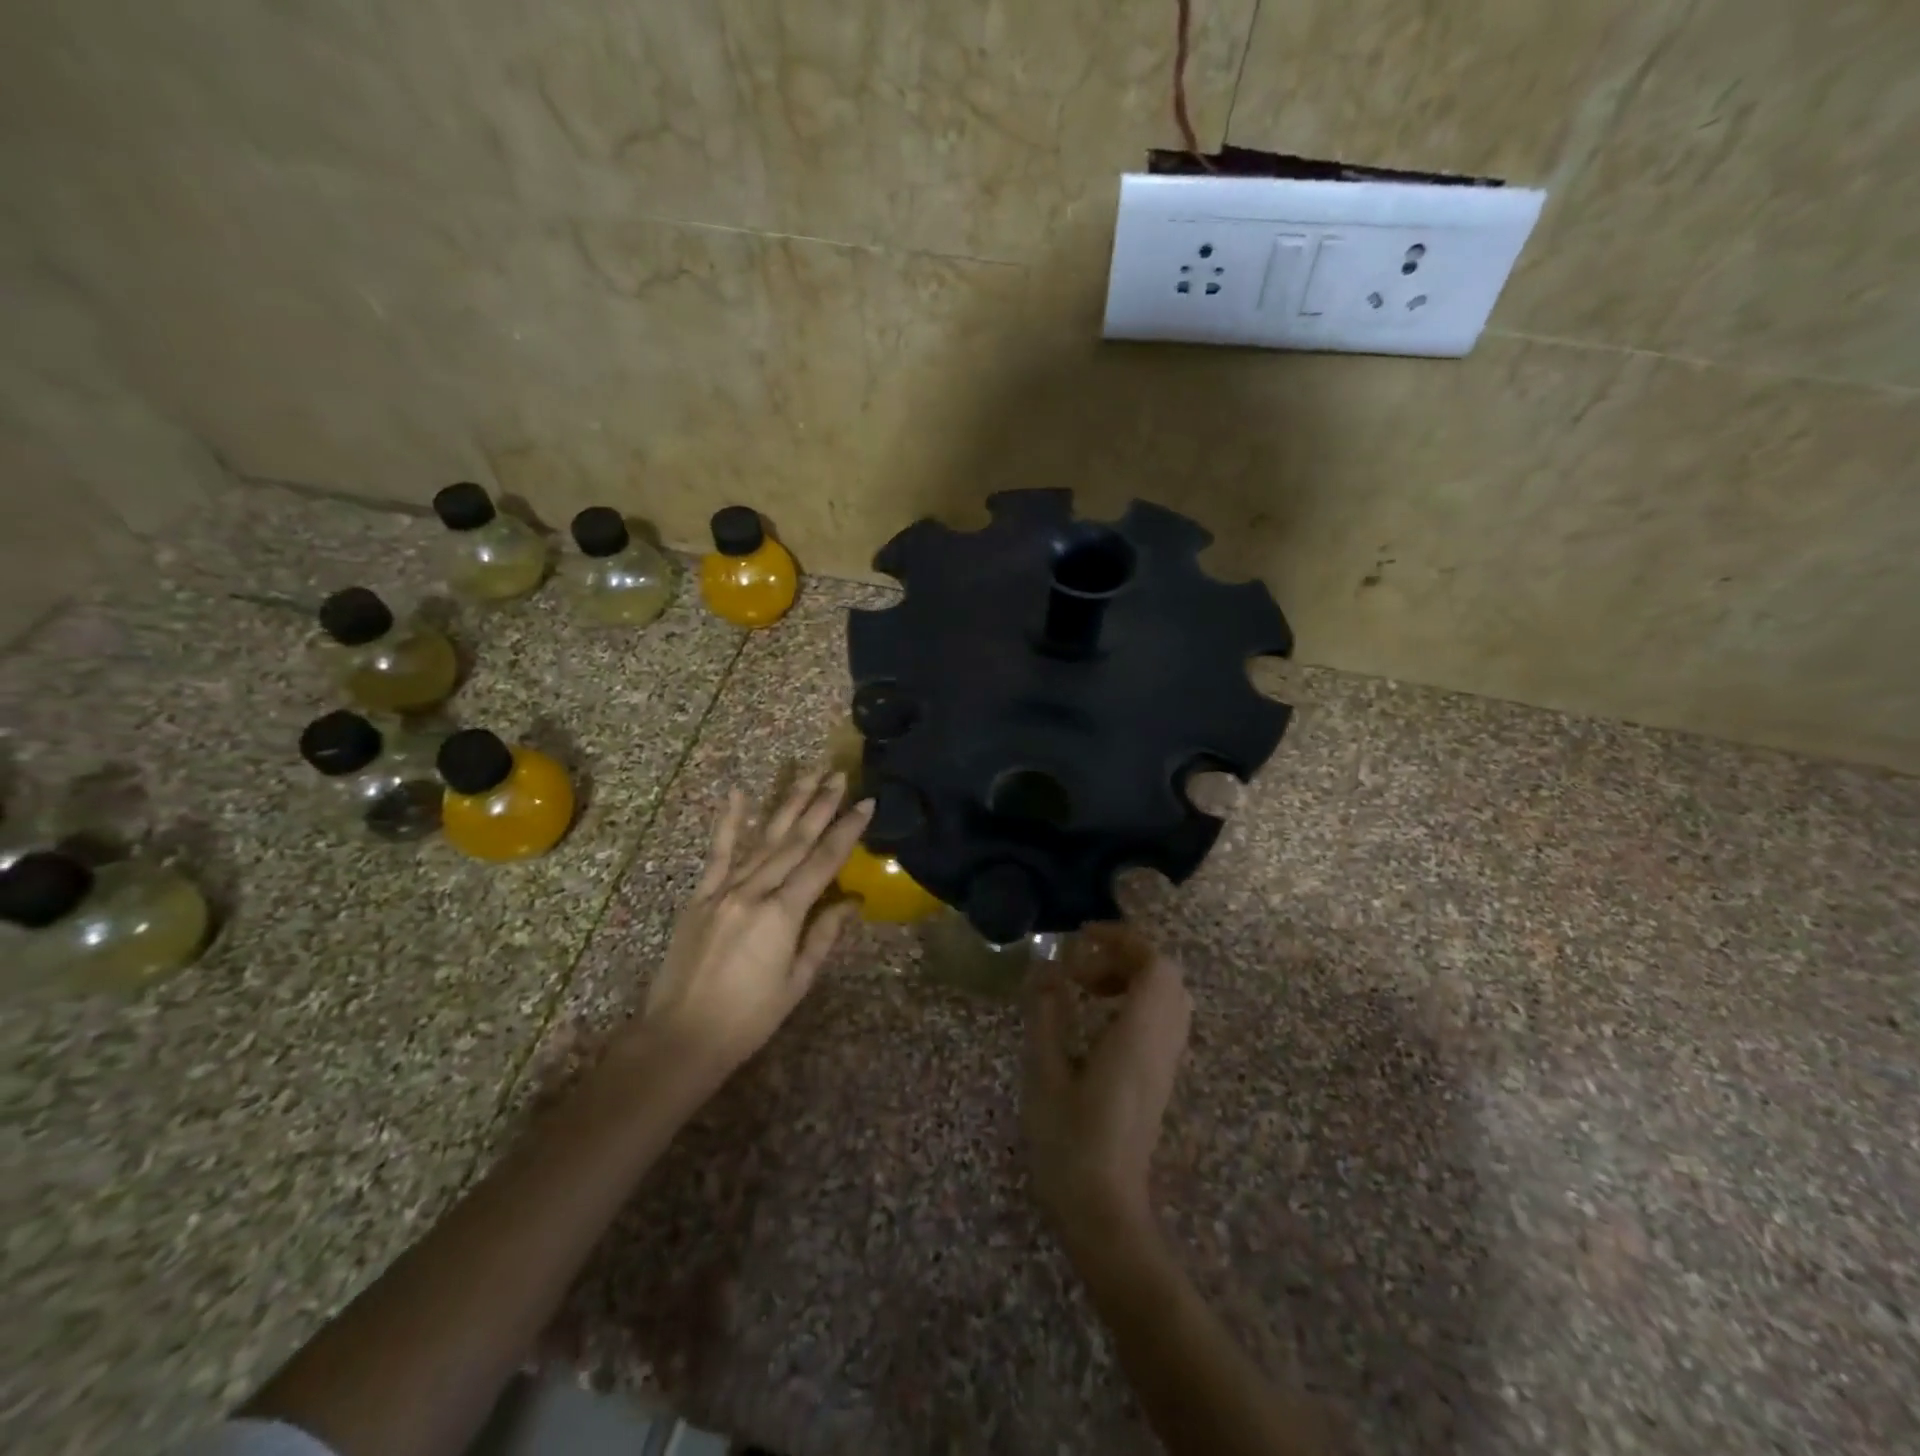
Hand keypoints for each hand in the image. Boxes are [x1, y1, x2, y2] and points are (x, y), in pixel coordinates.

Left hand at [639, 769, 871, 1071]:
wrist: (680, 1037)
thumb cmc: (748, 1019)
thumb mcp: (796, 982)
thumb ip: (823, 935)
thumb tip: (851, 901)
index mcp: (782, 914)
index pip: (823, 862)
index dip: (847, 831)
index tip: (866, 804)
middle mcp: (754, 892)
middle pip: (795, 841)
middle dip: (820, 805)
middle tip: (839, 775)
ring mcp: (724, 890)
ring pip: (763, 839)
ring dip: (788, 805)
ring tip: (807, 774)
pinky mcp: (700, 896)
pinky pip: (718, 853)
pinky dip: (729, 822)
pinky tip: (739, 793)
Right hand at [1022, 924, 1192, 1246]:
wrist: (1104, 1213)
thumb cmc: (1069, 1144)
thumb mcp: (1045, 1073)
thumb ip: (1046, 1013)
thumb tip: (1046, 966)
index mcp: (1139, 1036)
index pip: (1155, 965)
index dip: (1124, 940)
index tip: (1084, 935)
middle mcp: (1163, 1044)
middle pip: (1166, 976)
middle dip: (1125, 956)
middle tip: (1081, 965)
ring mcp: (1166, 1063)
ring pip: (1167, 998)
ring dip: (1131, 978)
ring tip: (1085, 989)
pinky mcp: (1160, 1079)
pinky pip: (1161, 1020)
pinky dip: (1135, 1002)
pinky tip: (1097, 1021)